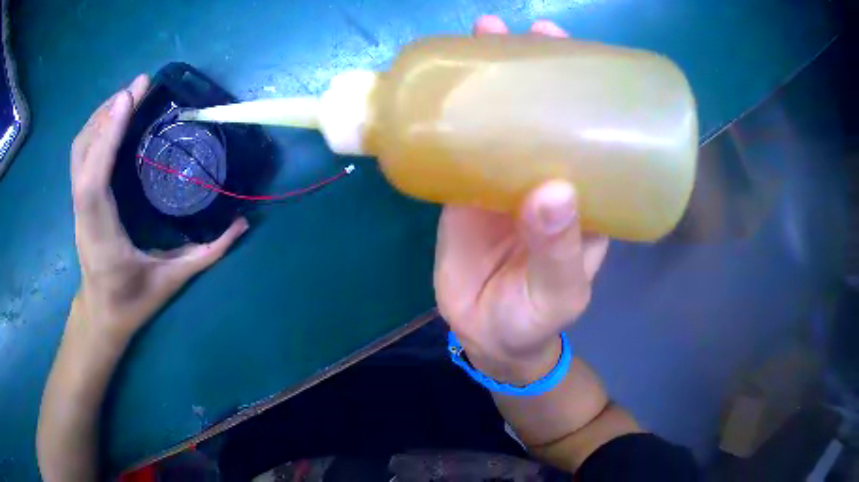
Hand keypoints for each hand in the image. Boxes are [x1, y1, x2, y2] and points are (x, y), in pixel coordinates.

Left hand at [70, 74, 247, 343]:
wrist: (101, 315)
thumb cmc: (132, 302)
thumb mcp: (171, 281)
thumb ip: (206, 253)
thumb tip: (242, 223)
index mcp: (102, 233)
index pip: (94, 180)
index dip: (108, 136)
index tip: (128, 98)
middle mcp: (84, 212)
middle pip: (82, 152)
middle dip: (107, 113)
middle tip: (139, 87)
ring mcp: (78, 204)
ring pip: (79, 149)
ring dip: (101, 116)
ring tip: (129, 96)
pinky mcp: (80, 199)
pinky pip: (81, 155)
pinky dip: (95, 129)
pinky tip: (114, 119)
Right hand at [434, 17, 609, 383]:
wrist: (485, 334)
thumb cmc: (533, 317)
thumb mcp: (556, 292)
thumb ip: (558, 250)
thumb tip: (554, 190)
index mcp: (586, 192)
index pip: (593, 126)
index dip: (584, 84)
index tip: (568, 45)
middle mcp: (550, 173)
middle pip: (546, 109)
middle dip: (534, 65)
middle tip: (518, 30)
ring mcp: (507, 177)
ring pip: (504, 117)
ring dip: (492, 78)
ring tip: (481, 36)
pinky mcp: (469, 187)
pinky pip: (465, 142)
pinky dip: (457, 113)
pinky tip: (444, 88)